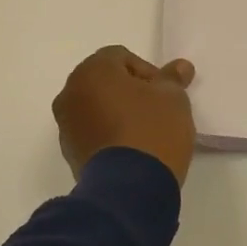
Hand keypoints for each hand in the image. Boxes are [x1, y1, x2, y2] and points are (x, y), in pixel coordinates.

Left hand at [53, 45, 197, 184]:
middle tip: (157, 110)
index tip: (164, 94)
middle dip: (130, 91)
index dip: (148, 72)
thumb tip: (180, 66)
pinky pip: (92, 132)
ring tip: (145, 132)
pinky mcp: (70, 152)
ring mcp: (66, 125)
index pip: (121, 57)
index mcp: (92, 71)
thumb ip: (173, 79)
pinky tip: (131, 149)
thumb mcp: (173, 99)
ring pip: (96, 107)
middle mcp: (70, 93)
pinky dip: (109, 133)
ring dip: (117, 112)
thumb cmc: (152, 130)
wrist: (130, 188)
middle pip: (105, 82)